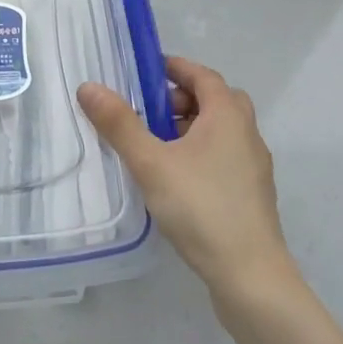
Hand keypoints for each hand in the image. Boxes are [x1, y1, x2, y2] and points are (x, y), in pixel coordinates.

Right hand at [77, 57, 295, 299]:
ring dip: (191, 127)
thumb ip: (119, 124)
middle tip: (149, 110)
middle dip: (182, 98)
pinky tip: (175, 178)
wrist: (251, 276)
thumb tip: (88, 87)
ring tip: (155, 145)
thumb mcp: (151, 163)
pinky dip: (200, 153)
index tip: (145, 70)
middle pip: (215, 100)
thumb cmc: (201, 208)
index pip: (203, 75)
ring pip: (221, 131)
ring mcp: (254, 166)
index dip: (175, 68)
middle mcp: (247, 134)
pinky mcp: (252, 194)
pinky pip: (224, 156)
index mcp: (228, 116)